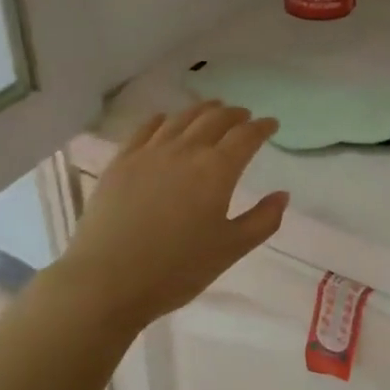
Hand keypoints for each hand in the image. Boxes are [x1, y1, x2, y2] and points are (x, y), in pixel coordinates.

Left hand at [57, 102, 288, 334]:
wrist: (107, 281)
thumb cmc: (176, 269)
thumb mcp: (231, 250)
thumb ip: (262, 220)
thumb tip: (282, 195)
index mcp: (217, 170)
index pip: (246, 136)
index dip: (262, 127)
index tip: (272, 124)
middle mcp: (185, 151)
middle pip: (214, 119)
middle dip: (234, 114)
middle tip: (244, 116)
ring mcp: (149, 153)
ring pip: (181, 118)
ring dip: (202, 110)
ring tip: (212, 109)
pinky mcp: (121, 162)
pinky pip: (145, 129)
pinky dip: (162, 119)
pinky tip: (165, 120)